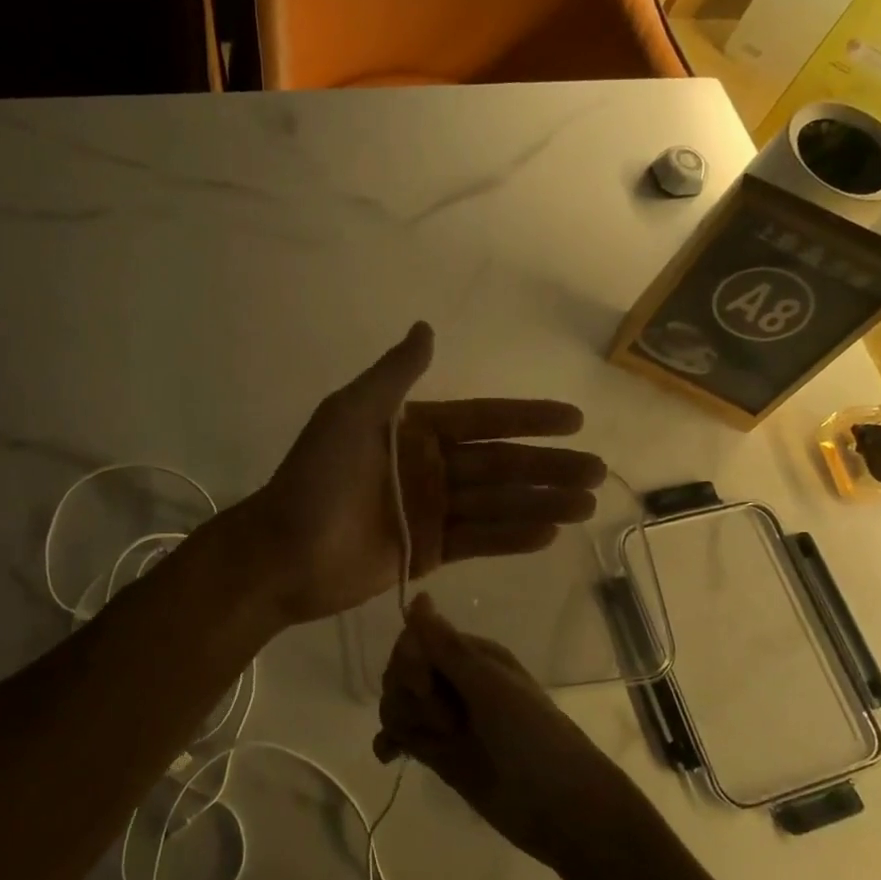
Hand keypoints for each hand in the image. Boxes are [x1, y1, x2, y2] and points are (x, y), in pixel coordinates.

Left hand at [240, 322, 605, 623]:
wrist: (283, 550)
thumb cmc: (316, 477)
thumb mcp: (352, 413)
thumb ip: (394, 375)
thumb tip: (427, 328)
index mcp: (414, 430)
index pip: (482, 420)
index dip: (527, 418)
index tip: (574, 418)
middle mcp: (429, 467)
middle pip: (499, 463)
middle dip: (547, 466)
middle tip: (597, 470)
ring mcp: (431, 511)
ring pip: (496, 502)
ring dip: (541, 502)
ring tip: (585, 503)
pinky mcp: (429, 552)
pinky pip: (478, 539)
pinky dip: (513, 536)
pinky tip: (549, 532)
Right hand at [373, 595, 636, 868]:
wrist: (560, 808)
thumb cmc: (532, 737)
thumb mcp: (490, 687)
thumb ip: (447, 647)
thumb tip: (418, 596)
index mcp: (471, 656)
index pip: (415, 641)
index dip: (410, 663)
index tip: (426, 686)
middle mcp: (454, 681)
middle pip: (400, 672)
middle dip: (408, 695)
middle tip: (445, 723)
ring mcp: (445, 718)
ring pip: (397, 702)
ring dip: (402, 719)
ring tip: (433, 746)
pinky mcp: (438, 753)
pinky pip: (399, 736)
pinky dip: (390, 741)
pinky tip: (391, 756)